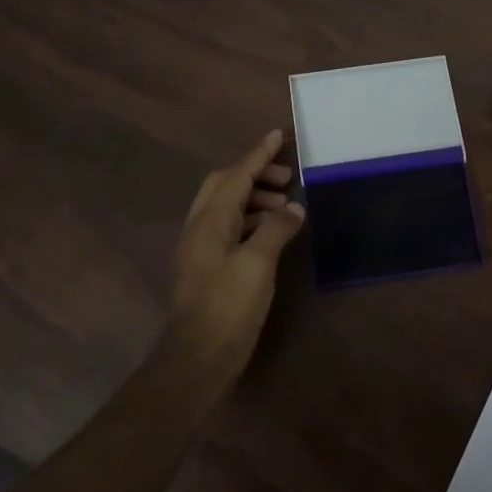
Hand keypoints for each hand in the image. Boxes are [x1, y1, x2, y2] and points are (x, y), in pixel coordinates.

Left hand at [168, 130, 305, 375]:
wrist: (197, 356)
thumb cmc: (228, 306)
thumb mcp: (258, 264)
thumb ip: (276, 229)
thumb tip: (294, 208)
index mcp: (210, 221)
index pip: (236, 175)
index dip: (258, 155)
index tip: (278, 135)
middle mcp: (200, 228)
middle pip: (225, 185)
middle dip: (255, 174)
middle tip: (287, 178)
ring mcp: (200, 248)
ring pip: (227, 207)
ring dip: (254, 198)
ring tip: (285, 206)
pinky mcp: (207, 267)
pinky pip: (229, 228)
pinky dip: (251, 220)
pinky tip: (271, 234)